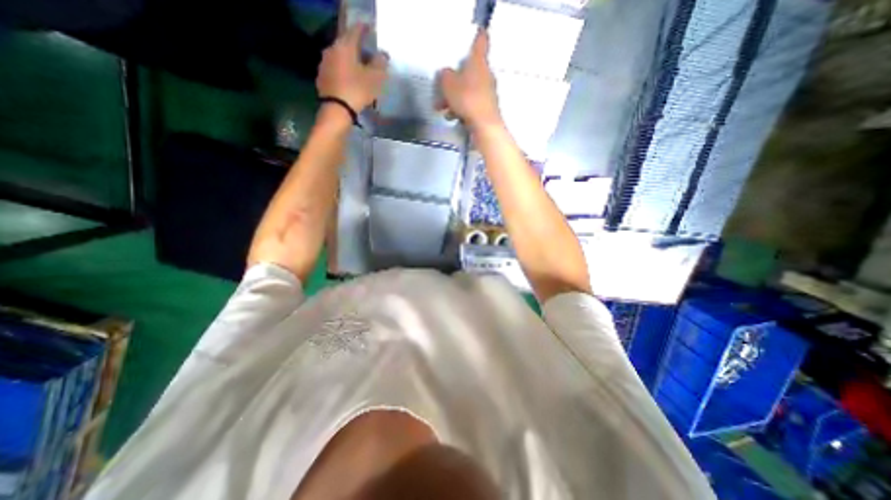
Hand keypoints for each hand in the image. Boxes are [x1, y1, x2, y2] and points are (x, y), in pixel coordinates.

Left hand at [320, 23, 390, 111]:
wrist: (337, 110)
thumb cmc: (357, 90)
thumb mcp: (375, 78)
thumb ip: (380, 63)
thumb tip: (383, 54)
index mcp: (345, 45)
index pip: (356, 30)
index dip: (365, 29)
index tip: (372, 31)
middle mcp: (332, 49)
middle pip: (347, 43)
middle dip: (358, 47)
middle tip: (369, 54)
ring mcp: (325, 63)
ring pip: (341, 57)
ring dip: (350, 60)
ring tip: (360, 69)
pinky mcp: (322, 78)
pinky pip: (336, 70)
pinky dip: (344, 72)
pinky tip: (350, 80)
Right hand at [437, 28, 499, 130]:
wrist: (484, 126)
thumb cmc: (467, 99)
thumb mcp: (448, 84)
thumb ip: (444, 76)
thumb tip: (446, 74)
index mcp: (478, 62)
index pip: (481, 42)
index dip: (478, 36)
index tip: (477, 31)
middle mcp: (486, 75)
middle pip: (469, 71)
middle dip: (454, 80)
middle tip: (441, 90)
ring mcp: (488, 93)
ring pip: (468, 90)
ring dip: (454, 98)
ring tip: (442, 109)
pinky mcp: (487, 109)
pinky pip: (471, 104)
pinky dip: (461, 109)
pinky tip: (452, 117)